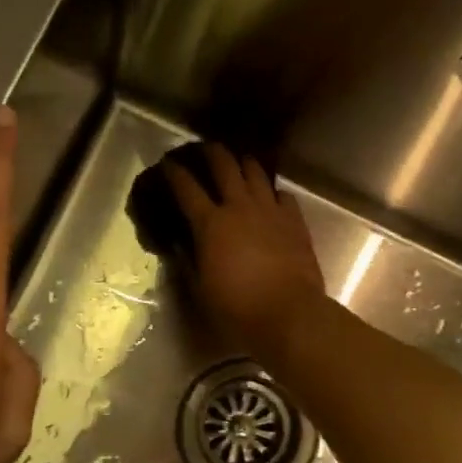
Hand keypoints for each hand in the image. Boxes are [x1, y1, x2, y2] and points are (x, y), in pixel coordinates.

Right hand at [166, 144, 324, 354]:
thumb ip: (189, 261)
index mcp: (211, 224)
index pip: (186, 188)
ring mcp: (270, 210)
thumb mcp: (201, 288)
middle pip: (224, 165)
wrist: (289, 313)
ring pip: (255, 171)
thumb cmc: (237, 308)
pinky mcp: (295, 220)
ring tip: (238, 162)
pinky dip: (272, 191)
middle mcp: (240, 207)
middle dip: (211, 152)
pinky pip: (282, 194)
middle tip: (204, 149)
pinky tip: (270, 197)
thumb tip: (180, 243)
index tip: (166, 163)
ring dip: (243, 163)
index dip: (173, 172)